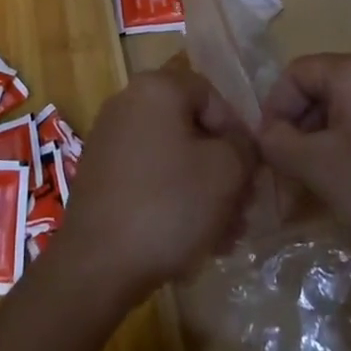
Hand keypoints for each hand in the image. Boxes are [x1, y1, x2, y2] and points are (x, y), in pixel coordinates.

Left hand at [51, 65, 255, 306]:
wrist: (98, 262)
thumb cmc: (169, 204)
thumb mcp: (225, 172)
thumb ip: (243, 147)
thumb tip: (240, 144)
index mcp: (155, 88)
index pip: (211, 95)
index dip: (237, 131)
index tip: (251, 172)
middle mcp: (127, 102)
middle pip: (191, 128)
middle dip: (222, 169)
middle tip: (243, 209)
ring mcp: (109, 139)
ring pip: (172, 157)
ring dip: (203, 191)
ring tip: (224, 236)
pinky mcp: (100, 174)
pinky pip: (149, 176)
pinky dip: (173, 200)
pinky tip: (192, 240)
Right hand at [257, 52, 350, 283]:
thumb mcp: (320, 168)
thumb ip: (279, 144)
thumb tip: (265, 135)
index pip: (296, 74)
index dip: (274, 110)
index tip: (267, 152)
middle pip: (319, 92)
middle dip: (296, 133)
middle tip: (285, 178)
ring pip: (343, 115)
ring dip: (319, 148)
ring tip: (310, 191)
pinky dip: (347, 153)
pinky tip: (345, 190)